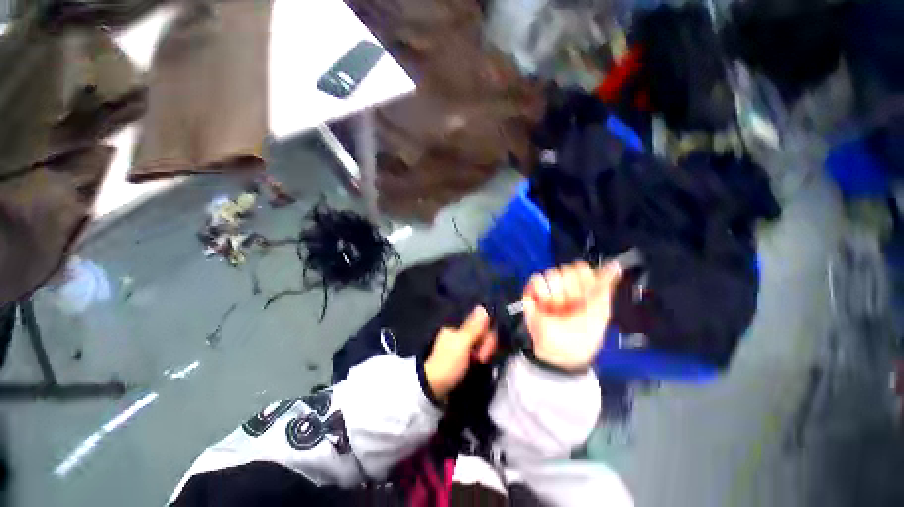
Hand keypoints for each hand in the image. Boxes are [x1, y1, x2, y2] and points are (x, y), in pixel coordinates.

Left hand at [424, 306, 496, 401]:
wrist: (434, 388)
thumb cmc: (447, 363)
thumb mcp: (461, 343)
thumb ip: (473, 326)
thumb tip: (482, 307)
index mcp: (457, 324)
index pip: (481, 321)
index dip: (487, 332)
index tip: (486, 346)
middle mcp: (459, 330)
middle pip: (482, 331)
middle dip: (486, 344)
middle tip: (480, 358)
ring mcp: (461, 343)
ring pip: (481, 341)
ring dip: (484, 351)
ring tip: (479, 363)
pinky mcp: (463, 354)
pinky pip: (477, 349)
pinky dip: (480, 355)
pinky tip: (479, 363)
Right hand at [523, 261, 621, 370]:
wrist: (560, 352)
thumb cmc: (583, 336)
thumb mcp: (600, 312)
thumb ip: (605, 286)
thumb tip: (615, 266)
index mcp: (583, 288)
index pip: (581, 268)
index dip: (583, 279)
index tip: (585, 294)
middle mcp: (566, 287)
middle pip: (566, 270)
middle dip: (570, 290)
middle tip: (571, 306)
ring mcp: (550, 289)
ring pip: (551, 274)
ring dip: (555, 295)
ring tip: (556, 309)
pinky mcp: (534, 293)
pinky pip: (536, 280)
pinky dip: (540, 292)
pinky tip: (545, 304)